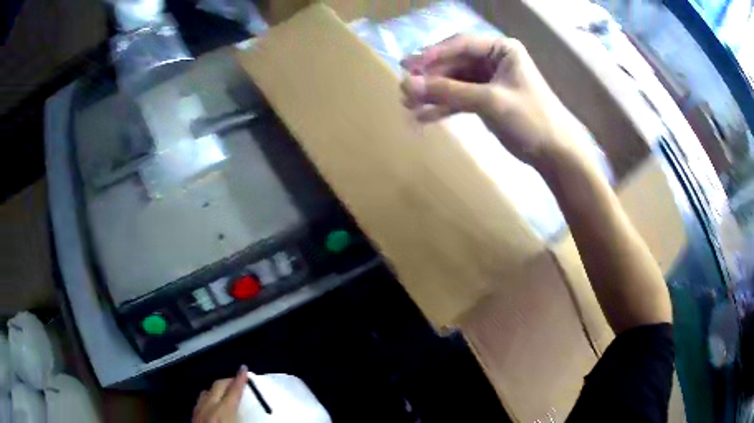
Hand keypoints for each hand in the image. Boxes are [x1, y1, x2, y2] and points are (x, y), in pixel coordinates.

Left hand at [193, 365, 247, 422]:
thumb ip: (244, 416)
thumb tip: (253, 411)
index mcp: (223, 411)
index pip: (234, 391)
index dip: (240, 379)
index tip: (243, 369)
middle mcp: (209, 406)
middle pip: (218, 386)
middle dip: (228, 380)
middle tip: (237, 379)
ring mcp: (199, 409)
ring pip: (207, 391)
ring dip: (217, 388)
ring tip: (225, 391)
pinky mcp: (193, 413)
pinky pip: (201, 399)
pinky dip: (208, 397)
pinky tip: (211, 402)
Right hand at [401, 35, 584, 166]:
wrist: (555, 153)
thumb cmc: (530, 118)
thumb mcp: (489, 101)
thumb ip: (449, 91)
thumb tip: (407, 85)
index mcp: (501, 50)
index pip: (461, 45)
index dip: (433, 55)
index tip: (408, 68)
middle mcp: (494, 61)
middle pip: (454, 64)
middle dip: (430, 78)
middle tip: (403, 90)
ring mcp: (490, 82)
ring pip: (455, 83)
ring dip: (433, 94)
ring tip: (408, 105)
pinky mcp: (487, 101)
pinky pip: (461, 99)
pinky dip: (444, 108)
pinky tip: (424, 117)